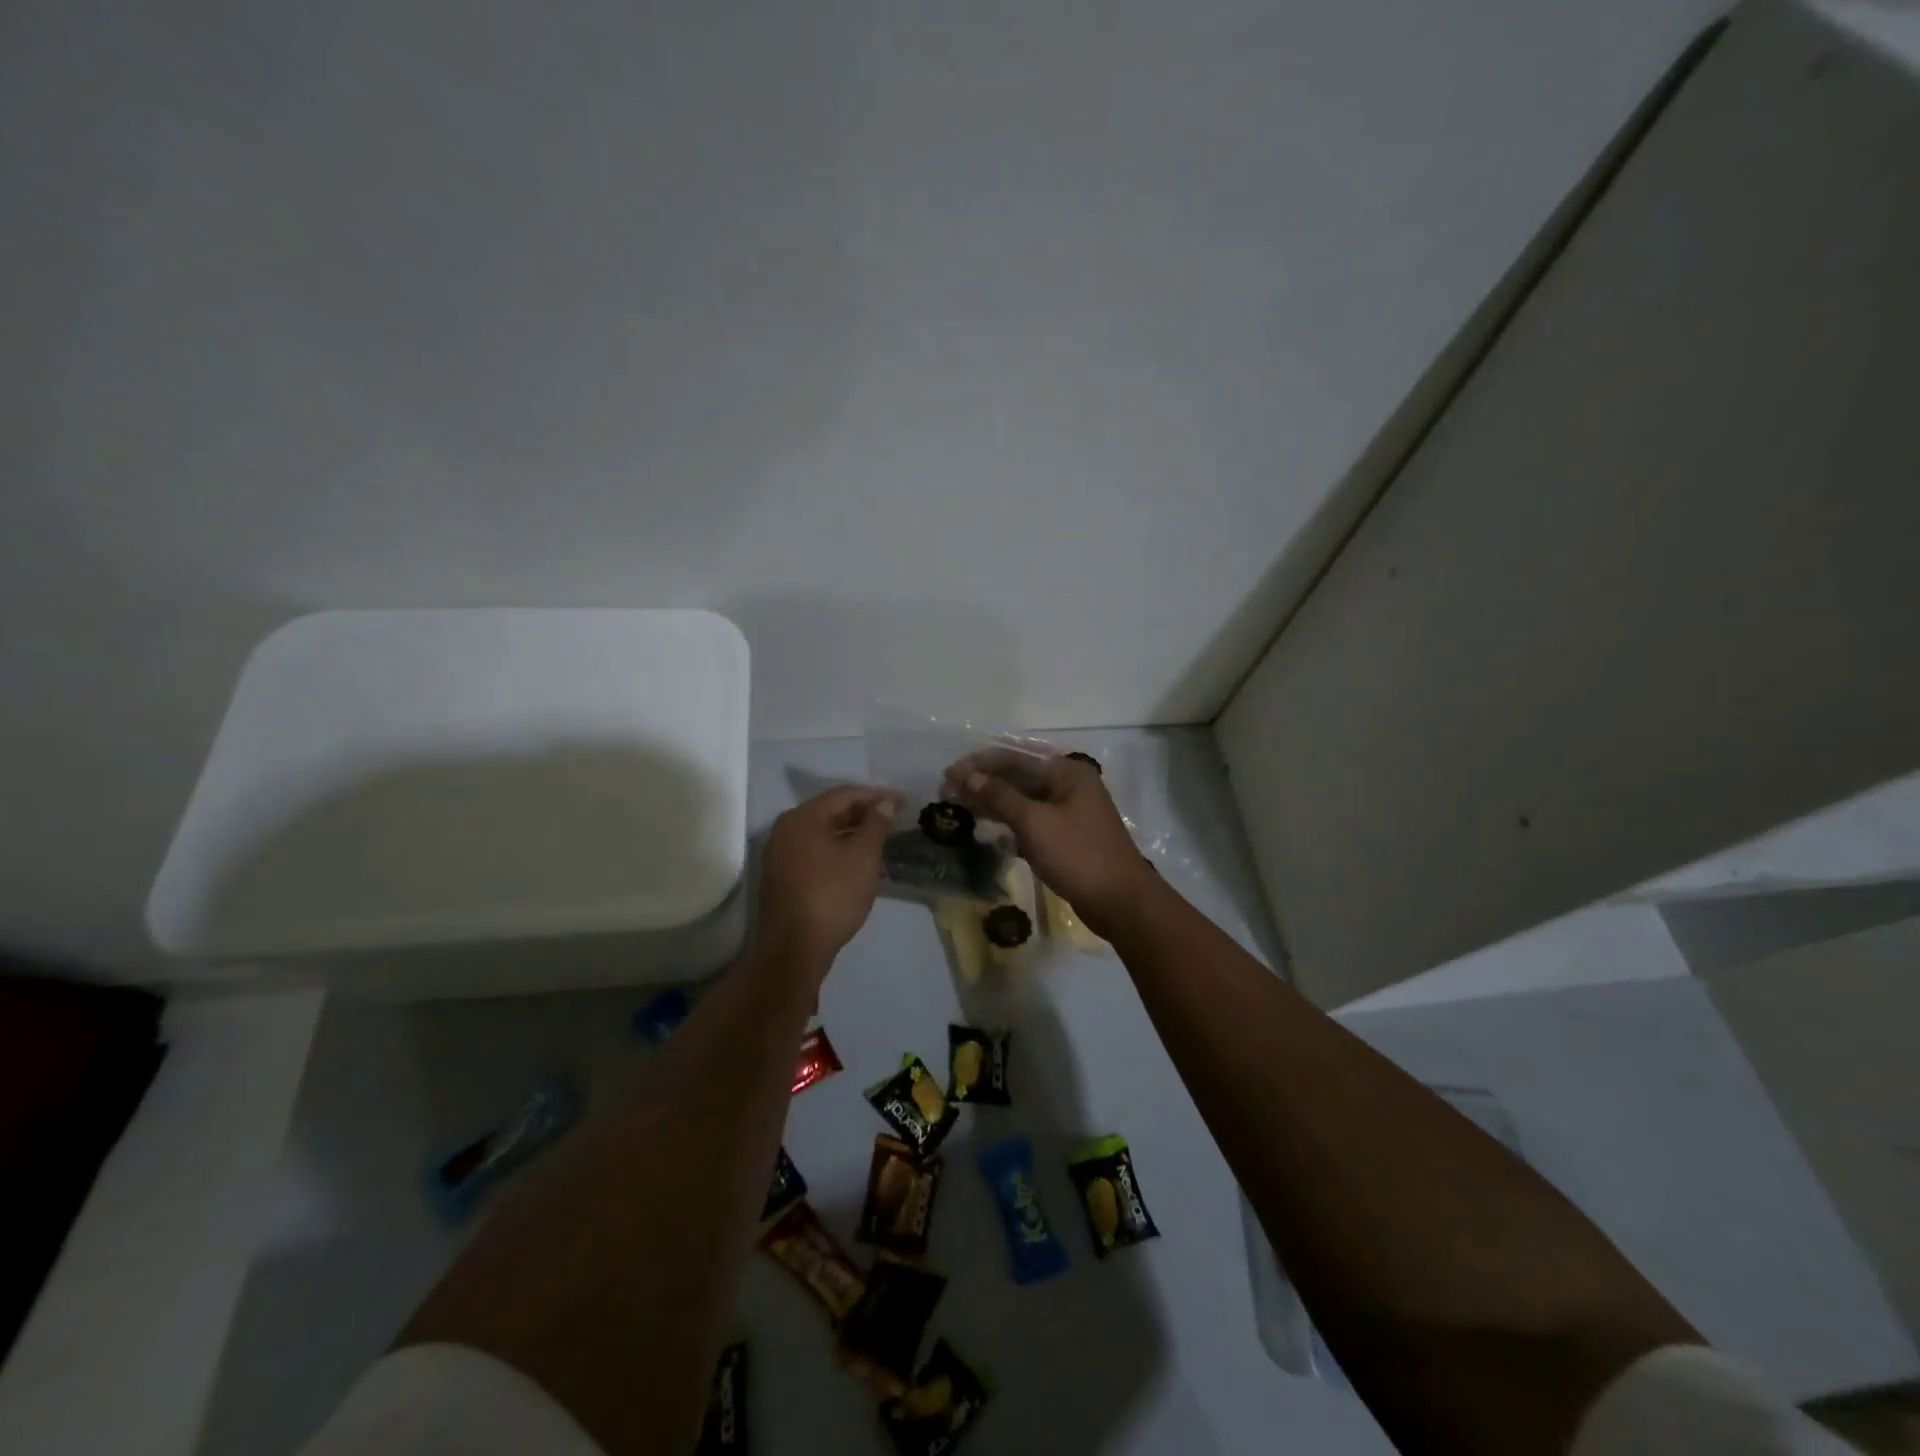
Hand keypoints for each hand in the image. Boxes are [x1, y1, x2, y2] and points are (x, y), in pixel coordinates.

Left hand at [755, 785, 898, 976]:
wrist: (794, 949)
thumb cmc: (832, 895)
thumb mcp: (863, 857)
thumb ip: (876, 824)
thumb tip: (885, 803)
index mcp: (802, 817)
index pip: (844, 794)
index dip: (876, 795)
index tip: (902, 801)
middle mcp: (785, 829)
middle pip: (830, 811)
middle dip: (863, 813)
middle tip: (893, 818)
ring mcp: (779, 854)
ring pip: (821, 833)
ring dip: (850, 832)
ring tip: (879, 838)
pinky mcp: (781, 877)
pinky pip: (813, 851)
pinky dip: (837, 849)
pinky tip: (856, 861)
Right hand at [950, 752, 1155, 938]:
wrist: (1120, 901)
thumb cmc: (1078, 855)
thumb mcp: (1034, 822)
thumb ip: (1000, 796)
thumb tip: (969, 776)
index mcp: (1067, 772)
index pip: (1016, 757)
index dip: (980, 763)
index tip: (949, 774)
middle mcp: (1070, 785)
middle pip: (1020, 776)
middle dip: (984, 783)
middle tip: (949, 791)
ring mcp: (1071, 811)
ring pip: (1025, 800)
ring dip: (994, 803)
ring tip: (961, 808)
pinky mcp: (1069, 836)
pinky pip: (1033, 821)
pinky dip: (1011, 823)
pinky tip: (989, 831)